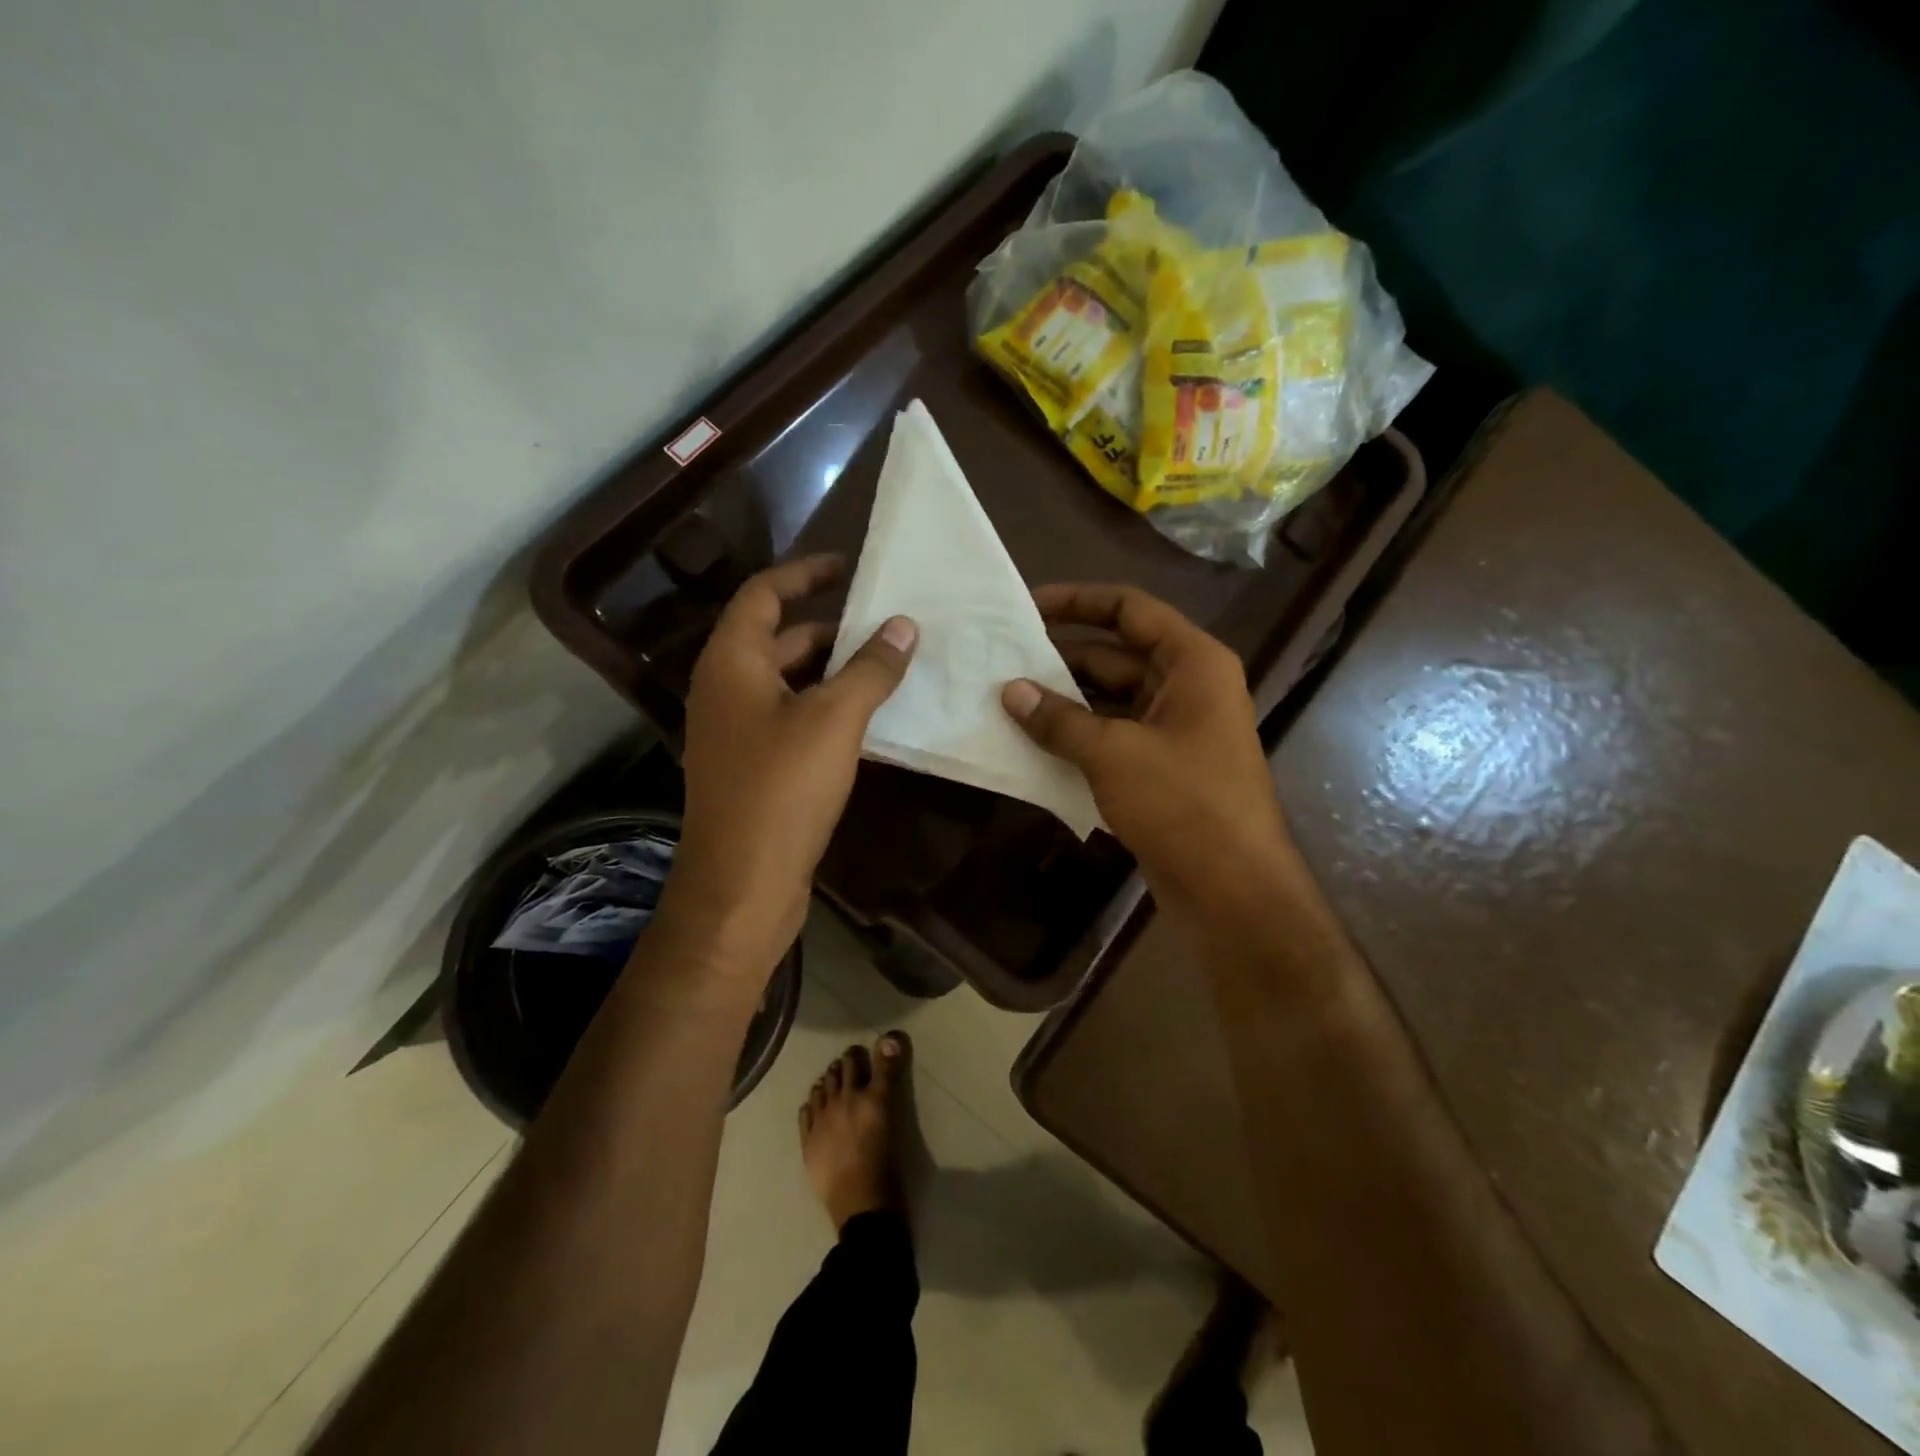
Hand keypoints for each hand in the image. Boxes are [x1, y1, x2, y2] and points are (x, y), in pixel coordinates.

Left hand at [658, 555, 915, 981]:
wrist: (742, 884)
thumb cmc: (782, 789)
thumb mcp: (834, 720)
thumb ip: (870, 668)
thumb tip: (903, 626)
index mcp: (732, 663)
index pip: (762, 594)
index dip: (803, 573)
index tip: (848, 566)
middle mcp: (726, 689)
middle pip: (777, 638)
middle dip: (829, 626)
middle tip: (884, 623)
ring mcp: (736, 731)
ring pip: (788, 681)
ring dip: (832, 669)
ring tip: (886, 665)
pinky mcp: (752, 766)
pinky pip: (791, 717)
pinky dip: (825, 707)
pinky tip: (867, 718)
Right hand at [1001, 583, 1295, 917]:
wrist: (1233, 890)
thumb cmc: (1183, 803)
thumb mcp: (1114, 753)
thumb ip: (1059, 719)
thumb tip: (1010, 691)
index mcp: (1192, 662)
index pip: (1130, 609)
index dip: (1078, 601)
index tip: (1027, 606)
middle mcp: (1187, 687)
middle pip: (1116, 654)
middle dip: (1061, 657)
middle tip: (1003, 659)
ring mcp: (1175, 730)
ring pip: (1111, 699)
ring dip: (1065, 700)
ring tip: (1007, 698)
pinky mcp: (1162, 768)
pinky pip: (1113, 736)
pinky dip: (1077, 735)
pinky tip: (1033, 741)